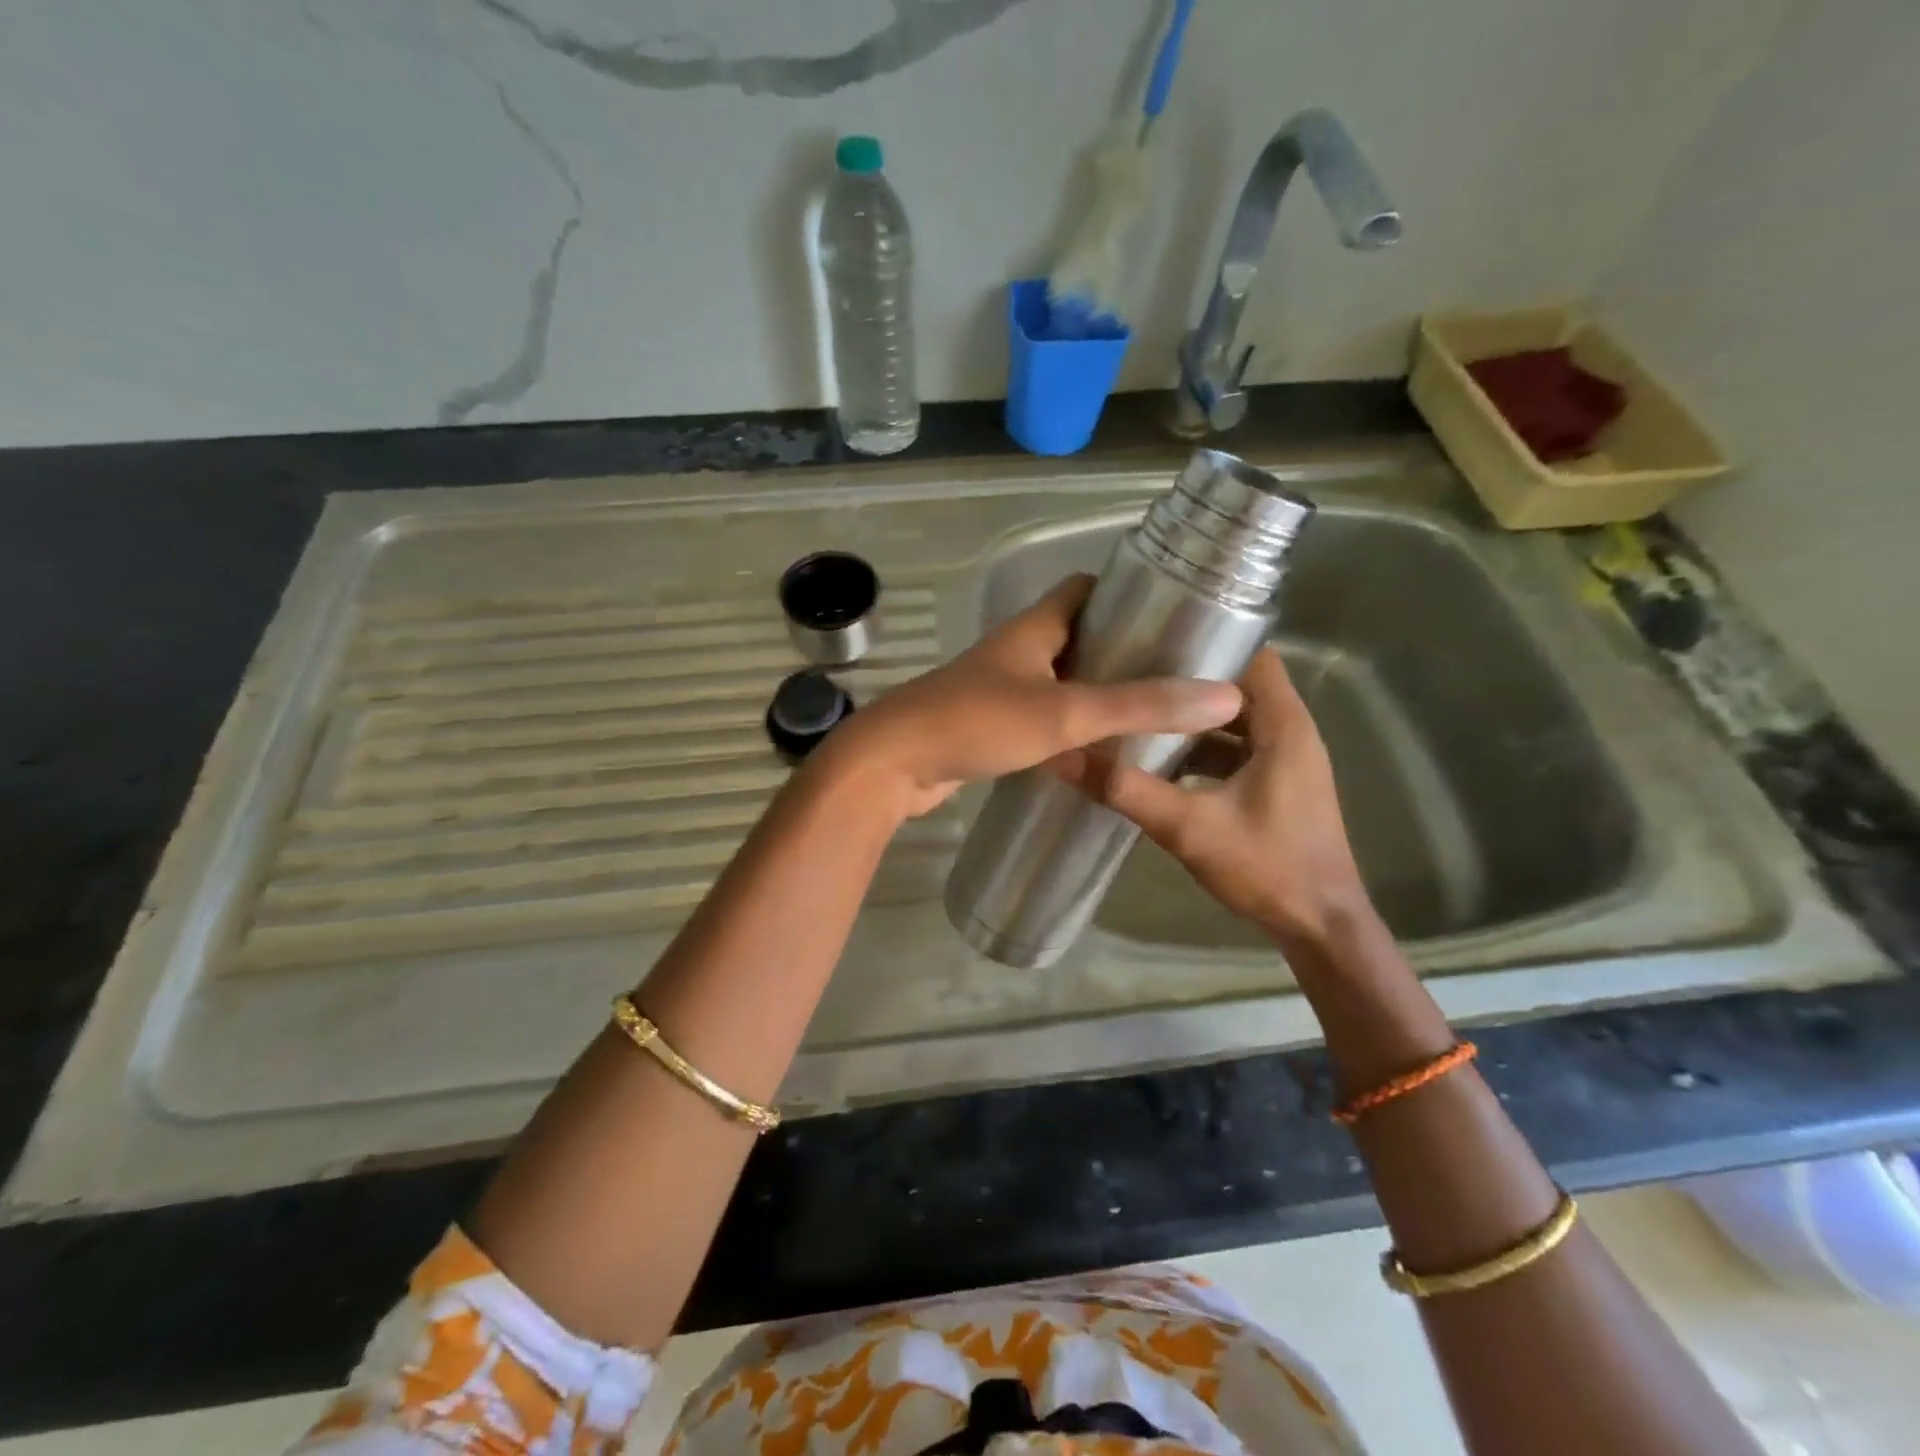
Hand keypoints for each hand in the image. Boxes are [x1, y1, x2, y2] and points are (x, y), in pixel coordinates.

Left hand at [817, 575, 1242, 820]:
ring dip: (1098, 696)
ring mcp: (999, 690)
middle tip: (1175, 676)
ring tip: (1151, 716)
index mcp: (1033, 628)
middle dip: (1122, 652)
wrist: (892, 765)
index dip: (1127, 594)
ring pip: (1060, 683)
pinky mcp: (988, 727)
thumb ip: (1141, 705)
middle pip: (1077, 638)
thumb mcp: (1066, 712)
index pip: (1084, 590)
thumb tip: (1223, 696)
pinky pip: (1041, 721)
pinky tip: (1100, 755)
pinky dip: (1070, 731)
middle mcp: (1016, 651)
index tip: (1173, 614)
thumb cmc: (977, 721)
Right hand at [1057, 646, 1373, 945]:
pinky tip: (1161, 760)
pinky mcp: (1279, 786)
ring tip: (1139, 708)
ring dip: (1193, 716)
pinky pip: (1238, 749)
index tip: (1154, 639)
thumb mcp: (1187, 827)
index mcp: (1285, 725)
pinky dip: (1204, 747)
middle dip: (1190, 679)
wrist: (1320, 928)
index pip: (1252, 656)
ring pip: (1236, 720)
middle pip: (1239, 686)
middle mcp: (1293, 732)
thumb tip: (1065, 757)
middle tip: (1133, 672)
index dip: (1207, 641)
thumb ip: (1126, 790)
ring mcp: (1288, 761)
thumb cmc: (1267, 867)